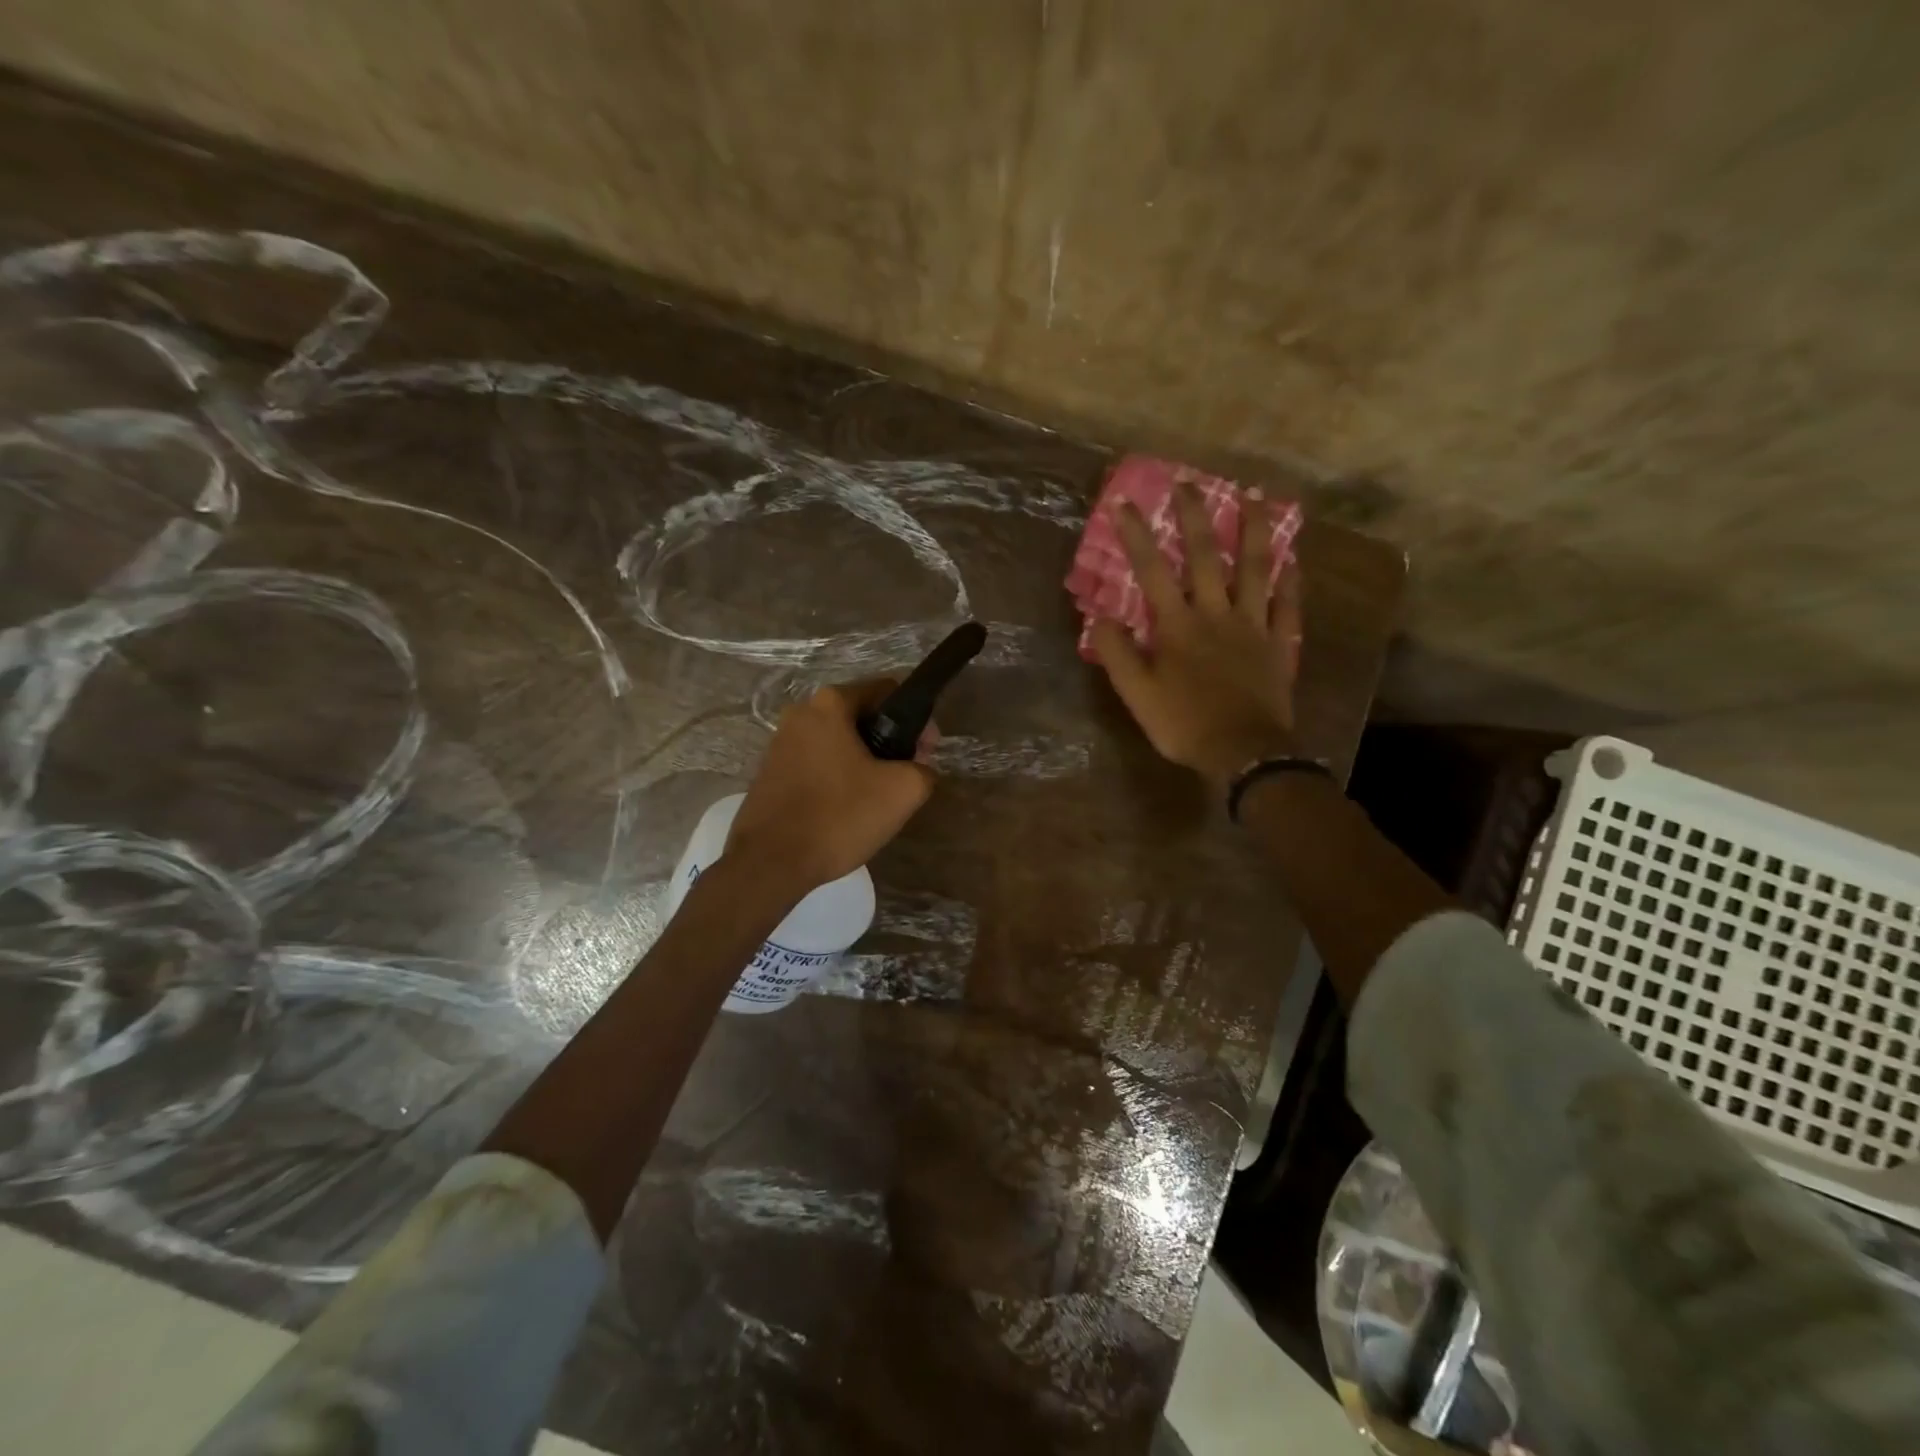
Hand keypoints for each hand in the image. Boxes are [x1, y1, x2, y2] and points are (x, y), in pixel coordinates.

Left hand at [726, 679, 935, 893]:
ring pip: (839, 742)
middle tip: (906, 777)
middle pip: (862, 716)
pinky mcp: (770, 773)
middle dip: (890, 742)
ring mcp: (780, 743)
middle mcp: (800, 713)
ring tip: (879, 797)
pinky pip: (817, 764)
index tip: (925, 753)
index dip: (916, 720)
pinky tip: (847, 809)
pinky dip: (838, 777)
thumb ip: (923, 769)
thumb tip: (917, 767)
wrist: (770, 863)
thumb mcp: (902, 791)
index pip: (887, 691)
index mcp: (830, 704)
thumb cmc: (839, 816)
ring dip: (864, 761)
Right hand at [1090, 483, 1302, 789]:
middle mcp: (1216, 614)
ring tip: (1253, 496)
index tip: (1124, 502)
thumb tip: (1101, 617)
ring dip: (1253, 530)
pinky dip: (1291, 581)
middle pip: (1206, 556)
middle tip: (1188, 483)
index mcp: (1178, 625)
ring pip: (1256, 569)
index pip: (1152, 570)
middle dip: (1194, 517)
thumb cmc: (1184, 724)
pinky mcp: (1279, 644)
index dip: (1136, 535)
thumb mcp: (1137, 694)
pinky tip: (1293, 559)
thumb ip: (1118, 653)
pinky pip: (1287, 606)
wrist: (1243, 752)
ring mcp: (1253, 626)